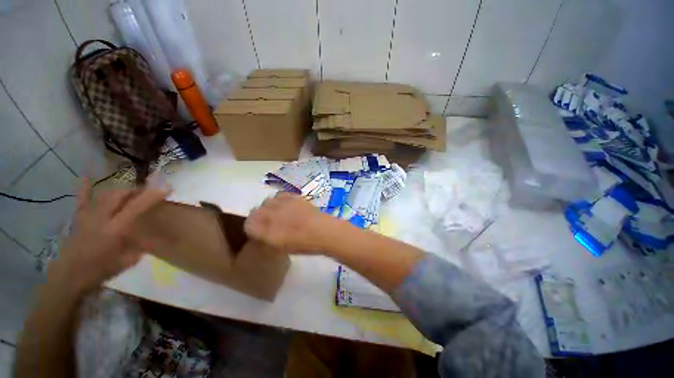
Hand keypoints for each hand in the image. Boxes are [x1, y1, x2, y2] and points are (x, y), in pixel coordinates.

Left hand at [49, 179, 167, 293]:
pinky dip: (86, 188)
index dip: (151, 196)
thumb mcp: (127, 261)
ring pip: (105, 195)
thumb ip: (141, 247)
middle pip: (119, 195)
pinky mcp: (79, 218)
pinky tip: (87, 176)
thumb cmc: (99, 271)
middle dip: (136, 191)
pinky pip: (83, 199)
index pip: (135, 207)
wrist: (69, 277)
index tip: (166, 188)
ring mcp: (87, 216)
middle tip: (148, 193)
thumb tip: (154, 239)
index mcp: (114, 230)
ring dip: (121, 191)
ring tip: (131, 192)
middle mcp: (100, 218)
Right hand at [244, 192, 338, 252]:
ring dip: (270, 207)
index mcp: (263, 230)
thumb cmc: (302, 244)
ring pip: (267, 202)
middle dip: (260, 217)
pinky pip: (279, 195)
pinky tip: (288, 206)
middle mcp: (268, 214)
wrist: (321, 230)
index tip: (260, 231)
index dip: (253, 228)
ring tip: (281, 213)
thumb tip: (262, 233)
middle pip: (255, 211)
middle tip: (272, 223)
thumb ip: (266, 238)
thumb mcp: (280, 247)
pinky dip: (281, 200)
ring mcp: (280, 203)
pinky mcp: (291, 196)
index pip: (247, 225)